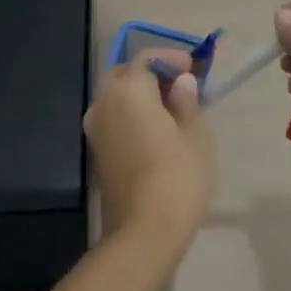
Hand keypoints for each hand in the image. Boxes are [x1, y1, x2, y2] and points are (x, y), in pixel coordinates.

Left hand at [83, 51, 217, 243]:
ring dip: (141, 96)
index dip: (171, 58)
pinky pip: (114, 119)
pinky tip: (156, 130)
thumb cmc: (178, 176)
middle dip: (152, 75)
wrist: (144, 231)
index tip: (193, 68)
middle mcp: (103, 103)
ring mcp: (95, 129)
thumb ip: (186, 101)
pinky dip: (132, 115)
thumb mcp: (195, 134)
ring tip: (172, 110)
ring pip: (116, 98)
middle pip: (125, 75)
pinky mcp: (97, 151)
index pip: (146, 58)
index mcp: (127, 90)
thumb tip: (180, 82)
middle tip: (181, 86)